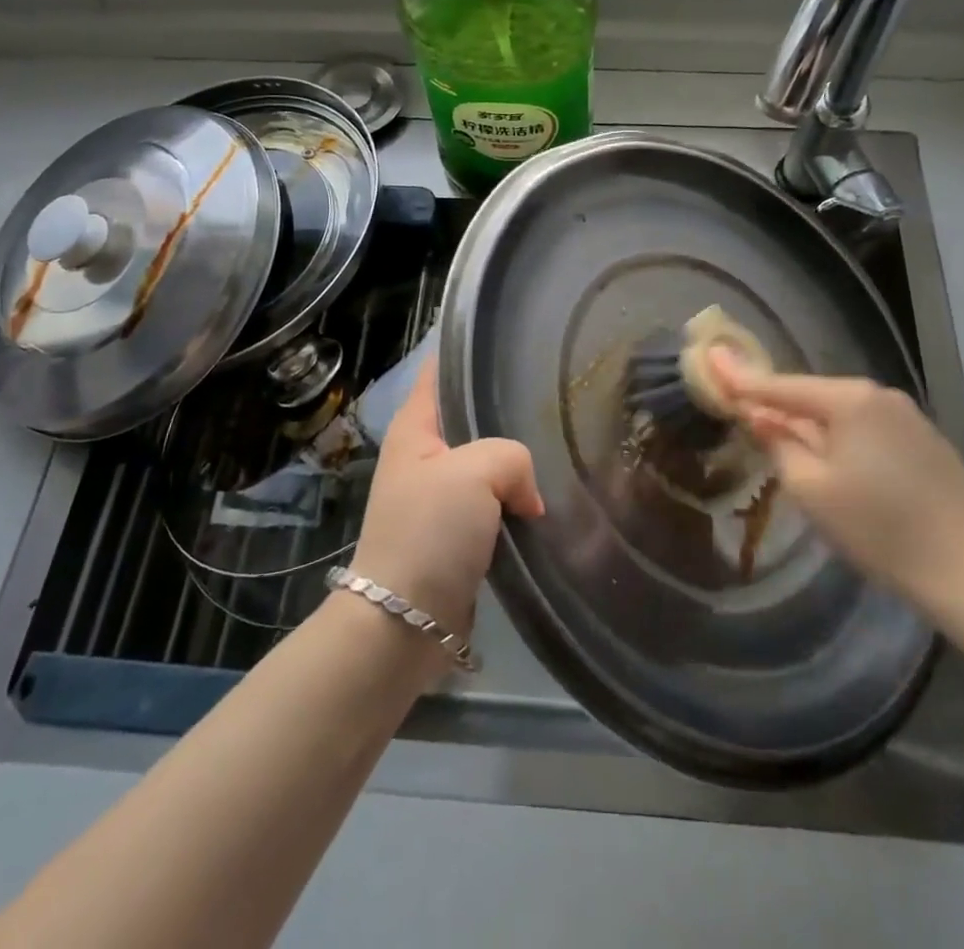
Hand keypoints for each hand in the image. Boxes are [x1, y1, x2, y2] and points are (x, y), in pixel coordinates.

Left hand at [347, 359, 543, 663]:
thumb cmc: (429, 532)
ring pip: (488, 464)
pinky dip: (516, 503)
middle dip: (507, 413)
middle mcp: (424, 456)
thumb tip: (526, 496)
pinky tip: (546, 502)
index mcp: (415, 428)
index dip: (466, 352)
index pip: (438, 372)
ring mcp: (439, 497)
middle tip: (554, 403)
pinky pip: (493, 505)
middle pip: (470, 418)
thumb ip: (512, 458)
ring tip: (559, 450)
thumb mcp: (473, 472)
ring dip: (516, 467)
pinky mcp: (456, 536)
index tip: (507, 341)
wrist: (404, 622)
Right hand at [709, 352, 963, 600]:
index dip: (742, 379)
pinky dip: (839, 438)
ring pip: (840, 414)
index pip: (781, 385)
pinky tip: (832, 461)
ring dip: (809, 426)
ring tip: (782, 443)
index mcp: (848, 399)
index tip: (711, 360)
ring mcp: (907, 416)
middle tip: (742, 412)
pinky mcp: (924, 441)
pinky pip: (865, 429)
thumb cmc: (879, 528)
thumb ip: (778, 444)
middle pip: (812, 396)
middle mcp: (878, 395)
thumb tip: (759, 416)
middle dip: (778, 406)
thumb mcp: (811, 489)